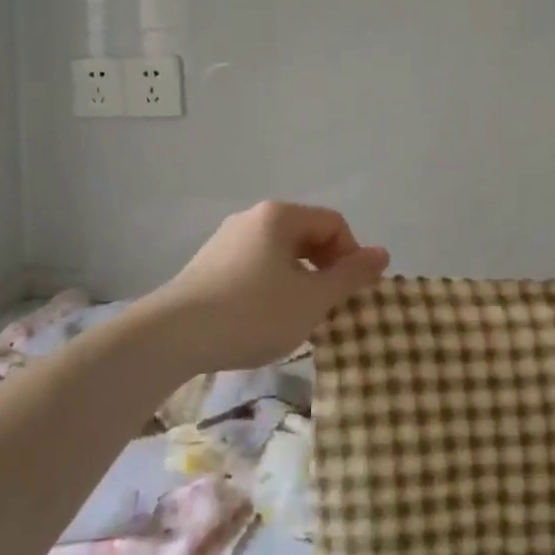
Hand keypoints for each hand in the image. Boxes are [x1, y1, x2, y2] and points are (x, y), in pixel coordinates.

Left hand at [148, 201, 389, 372]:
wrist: (171, 337)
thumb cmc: (252, 313)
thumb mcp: (312, 299)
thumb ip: (351, 276)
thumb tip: (382, 253)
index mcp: (280, 216)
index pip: (334, 224)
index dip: (351, 256)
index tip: (348, 293)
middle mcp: (252, 218)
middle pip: (306, 235)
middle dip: (325, 269)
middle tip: (326, 307)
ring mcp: (225, 240)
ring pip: (280, 254)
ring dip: (299, 281)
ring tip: (296, 317)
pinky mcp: (207, 265)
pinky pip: (254, 267)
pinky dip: (271, 287)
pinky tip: (262, 320)